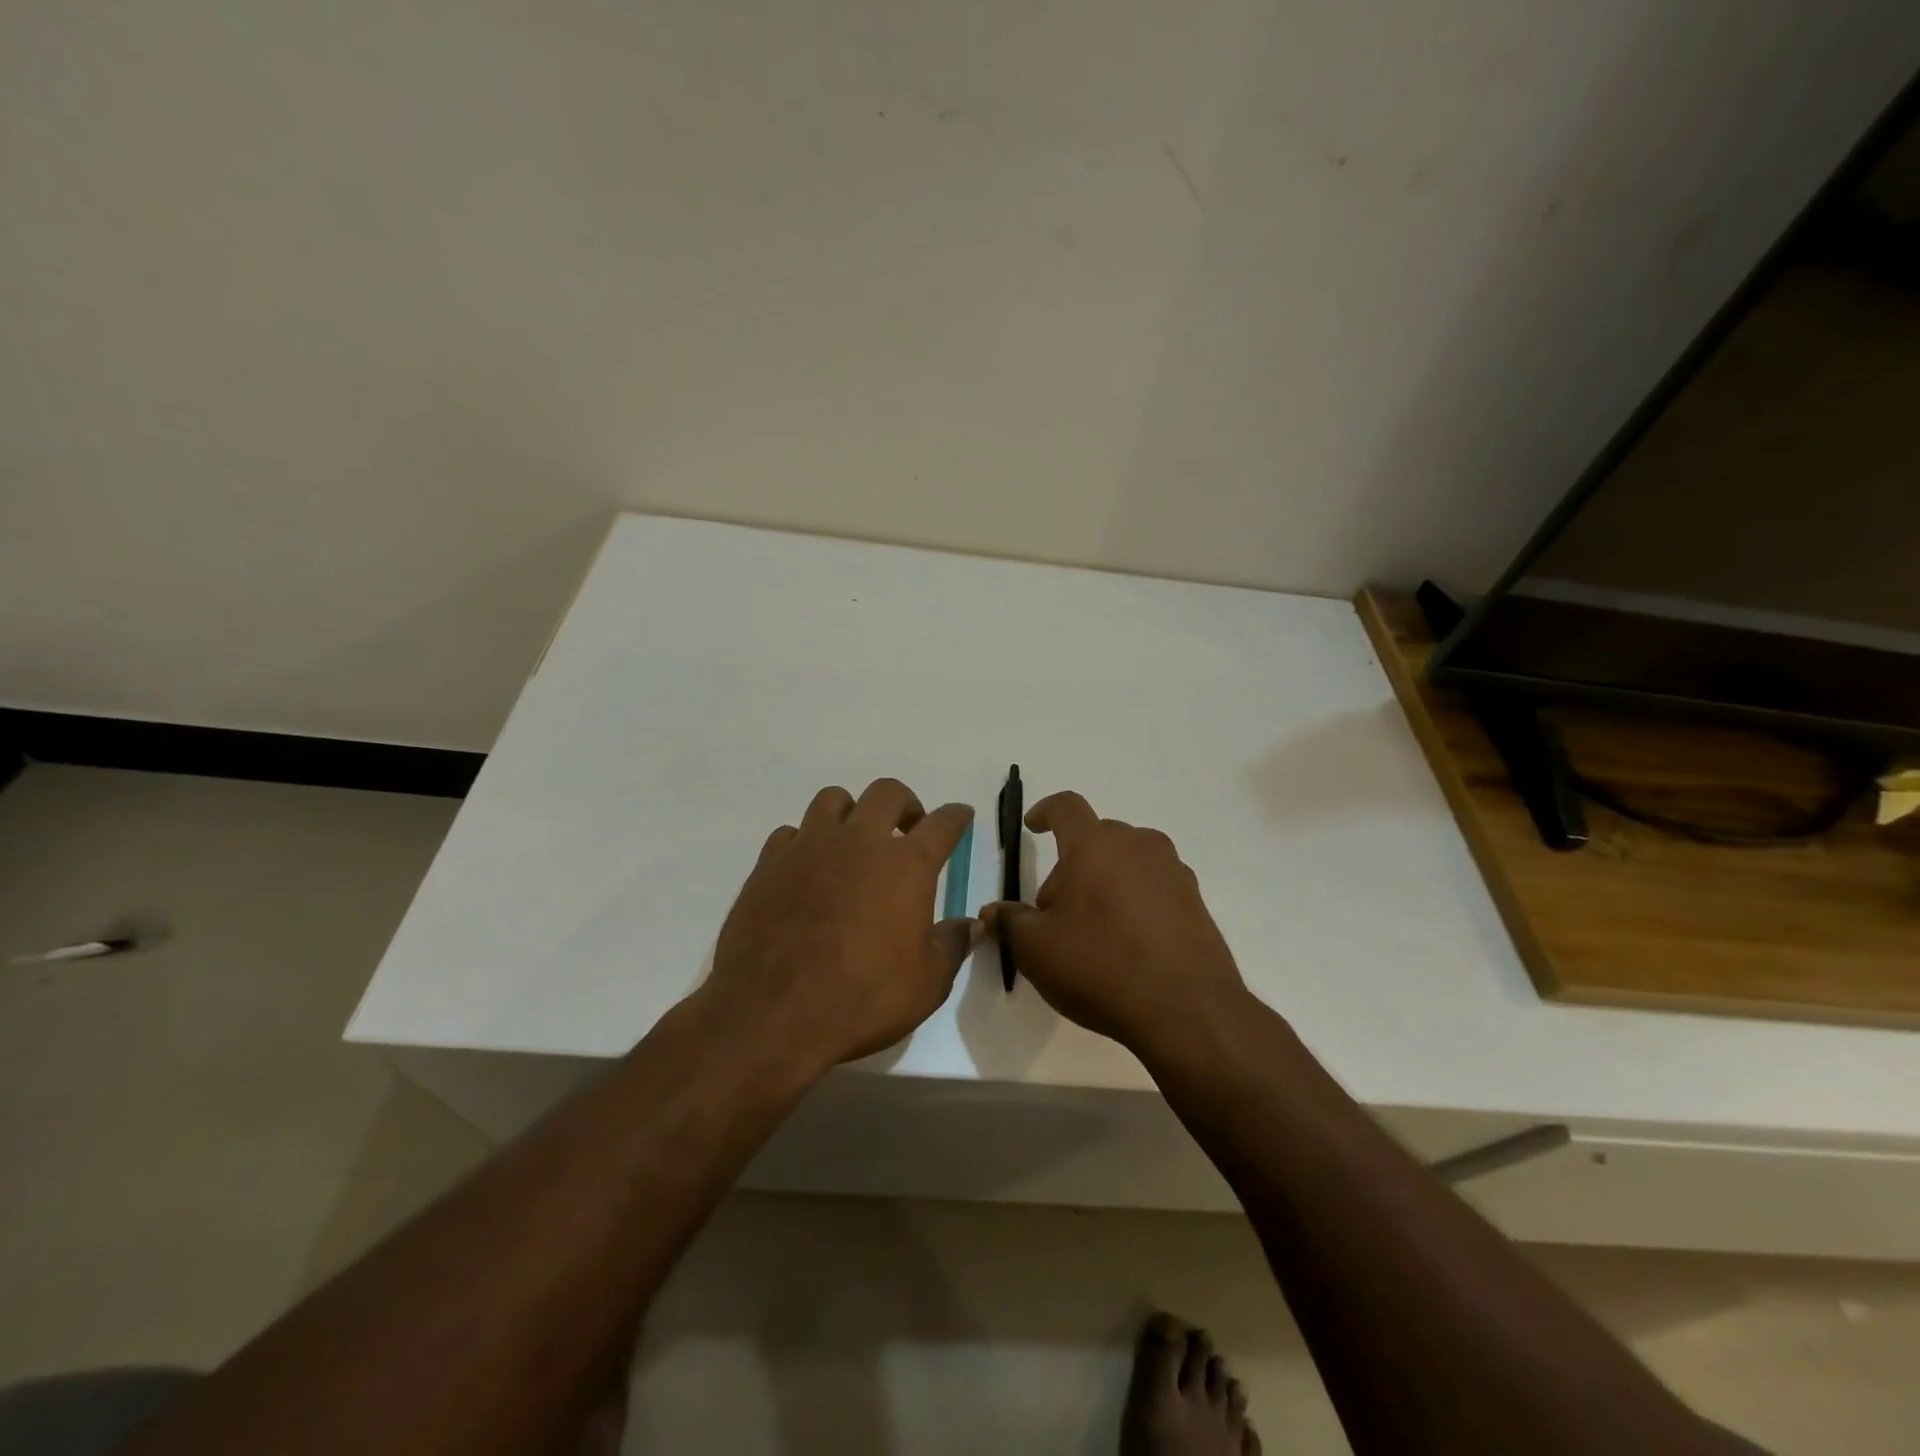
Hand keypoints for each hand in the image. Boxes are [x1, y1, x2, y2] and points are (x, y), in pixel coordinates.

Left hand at [702, 778, 975, 1074]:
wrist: (772, 1014)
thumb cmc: (862, 998)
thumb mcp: (927, 984)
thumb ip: (952, 945)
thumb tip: (969, 925)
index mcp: (906, 865)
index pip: (942, 823)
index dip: (956, 816)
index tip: (960, 815)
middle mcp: (859, 841)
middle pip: (887, 792)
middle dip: (905, 804)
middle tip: (907, 829)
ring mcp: (810, 847)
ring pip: (833, 799)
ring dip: (851, 813)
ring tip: (853, 842)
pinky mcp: (769, 863)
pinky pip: (791, 832)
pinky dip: (806, 842)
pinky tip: (807, 870)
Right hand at [982, 791, 1250, 1056]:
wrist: (1186, 1010)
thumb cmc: (1100, 967)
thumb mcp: (1037, 950)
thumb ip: (1010, 923)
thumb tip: (993, 912)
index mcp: (1095, 846)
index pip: (1066, 807)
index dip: (1046, 811)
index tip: (1034, 826)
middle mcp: (1138, 846)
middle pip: (1098, 837)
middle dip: (1073, 862)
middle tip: (1057, 908)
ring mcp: (1172, 872)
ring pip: (1129, 860)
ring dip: (1106, 878)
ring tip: (1095, 925)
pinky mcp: (1196, 901)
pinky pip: (1155, 885)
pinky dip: (1136, 898)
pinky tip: (1129, 941)